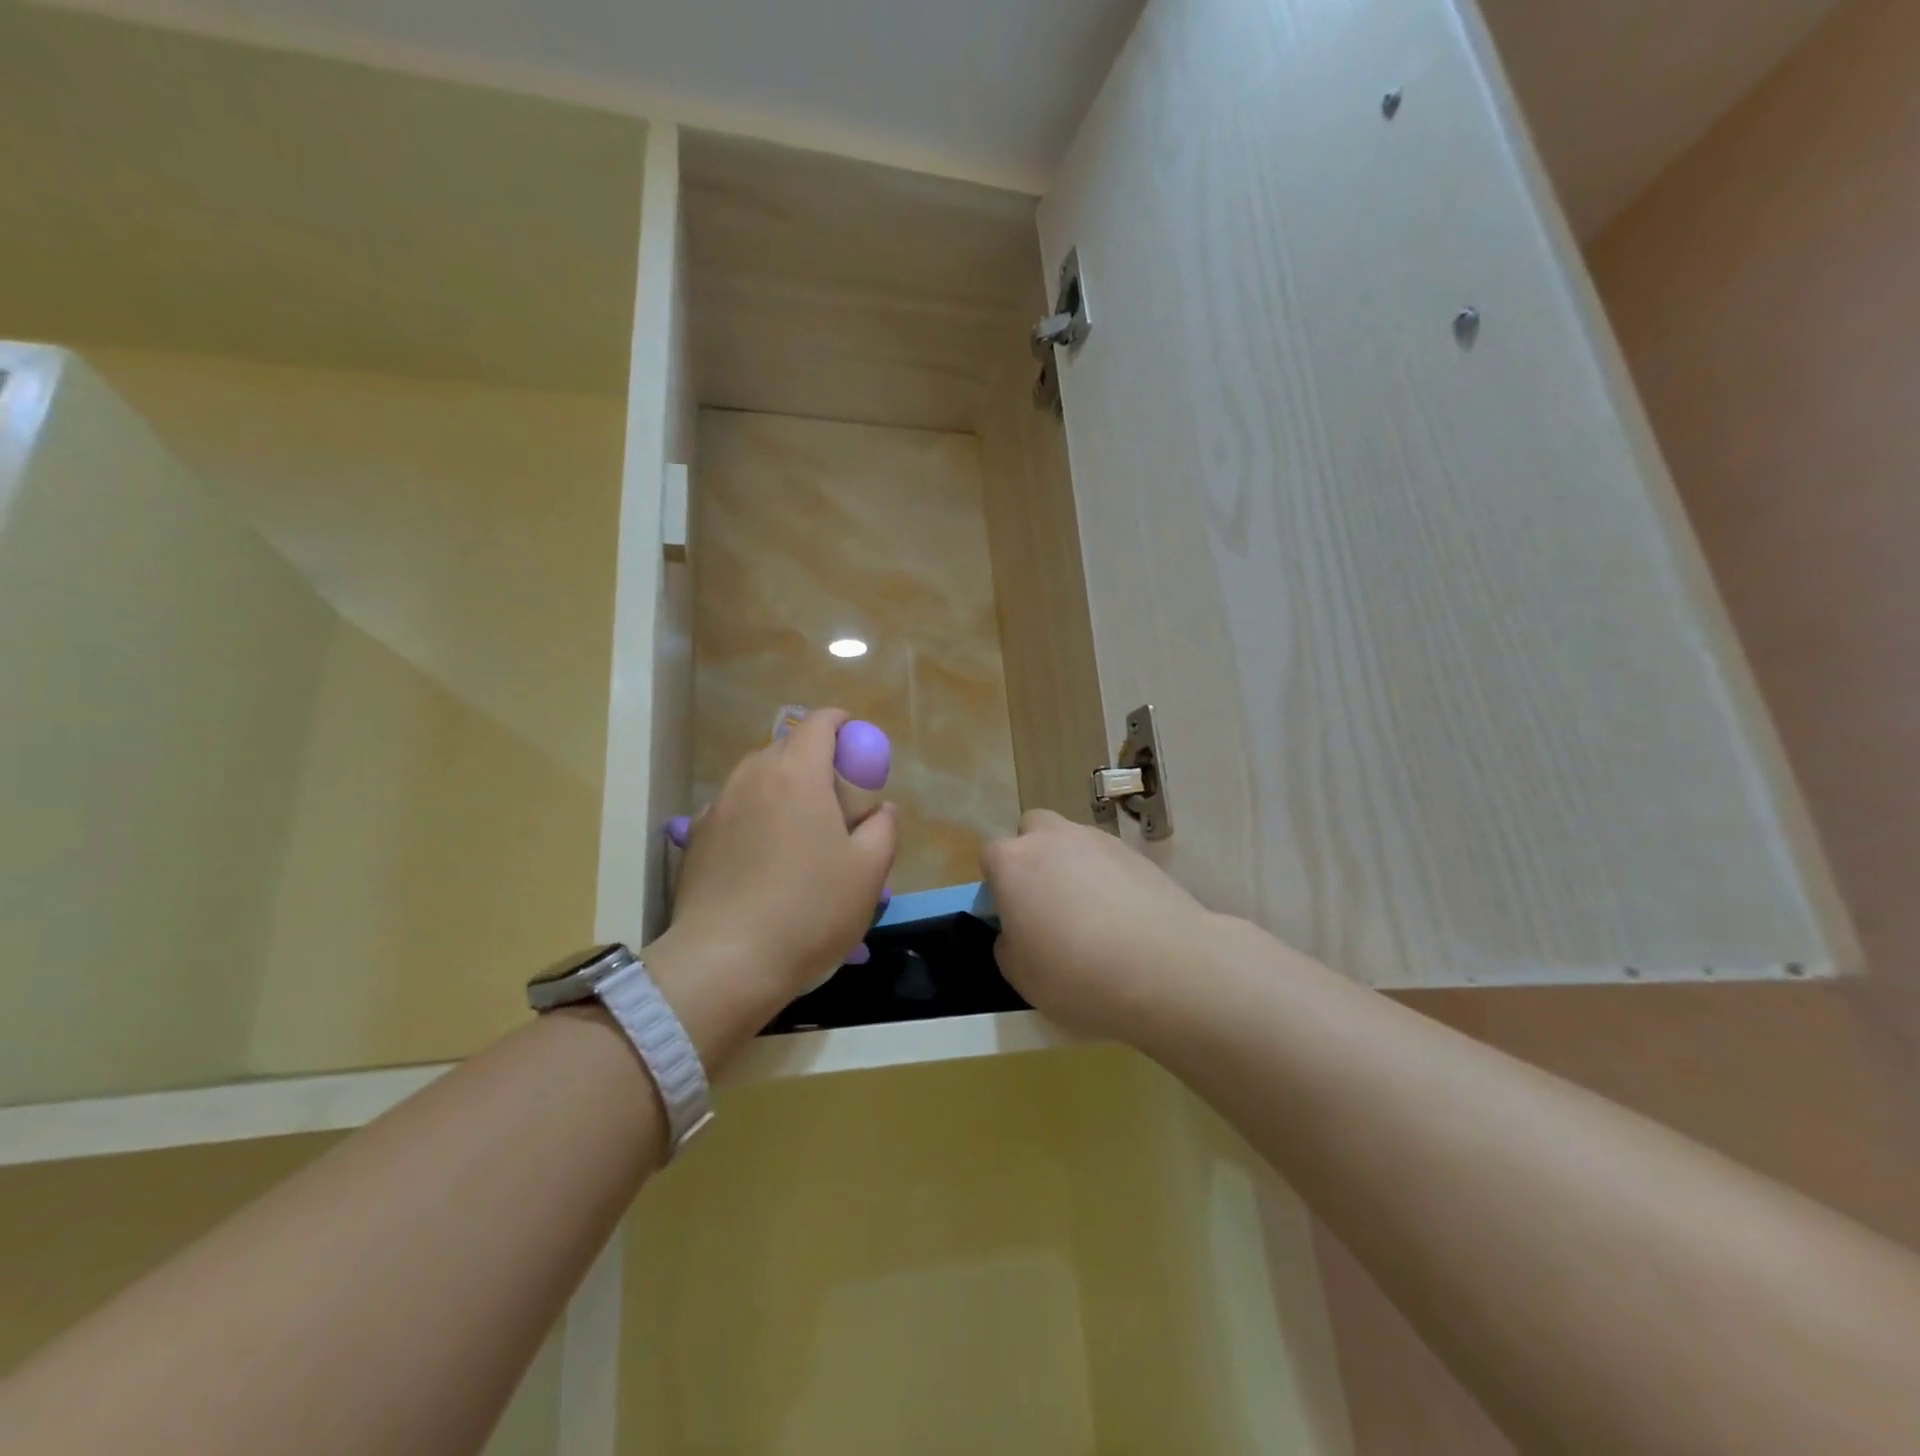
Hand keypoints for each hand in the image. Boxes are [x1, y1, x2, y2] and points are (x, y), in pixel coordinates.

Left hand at [665, 709, 897, 1010]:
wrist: (725, 962)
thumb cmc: (809, 911)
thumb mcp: (869, 873)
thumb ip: (883, 828)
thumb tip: (880, 809)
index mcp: (797, 774)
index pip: (819, 723)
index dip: (842, 724)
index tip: (857, 746)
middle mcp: (752, 777)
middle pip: (786, 747)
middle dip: (815, 759)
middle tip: (836, 798)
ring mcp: (717, 806)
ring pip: (757, 777)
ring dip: (782, 787)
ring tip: (799, 829)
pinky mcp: (695, 838)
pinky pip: (734, 808)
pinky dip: (754, 815)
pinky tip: (763, 856)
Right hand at [981, 809, 1215, 1039]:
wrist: (1164, 968)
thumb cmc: (1076, 974)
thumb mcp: (1021, 976)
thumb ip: (1009, 944)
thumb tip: (1017, 931)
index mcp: (1013, 863)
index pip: (991, 856)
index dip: (998, 884)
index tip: (1011, 915)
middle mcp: (1052, 838)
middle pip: (1033, 829)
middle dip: (1034, 855)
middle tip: (1046, 901)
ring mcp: (1099, 841)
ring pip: (1073, 841)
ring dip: (1073, 865)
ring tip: (1091, 914)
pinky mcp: (1138, 854)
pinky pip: (1109, 859)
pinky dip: (1109, 878)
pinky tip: (1123, 916)